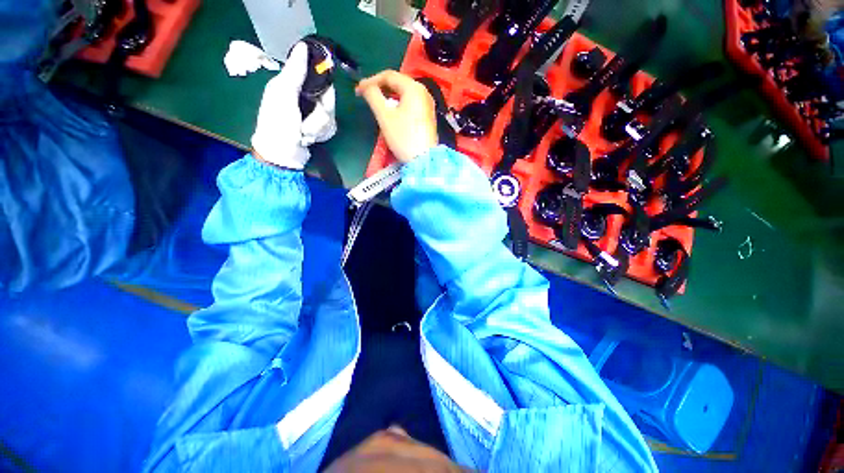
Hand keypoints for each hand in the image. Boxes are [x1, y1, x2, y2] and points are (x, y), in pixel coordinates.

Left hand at [251, 42, 336, 169]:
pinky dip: (320, 135)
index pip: (320, 78)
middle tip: (305, 124)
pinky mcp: (319, 128)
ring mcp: (313, 114)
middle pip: (329, 100)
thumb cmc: (278, 124)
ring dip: (318, 128)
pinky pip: (331, 128)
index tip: (321, 99)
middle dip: (319, 116)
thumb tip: (303, 46)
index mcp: (292, 85)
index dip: (324, 89)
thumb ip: (294, 72)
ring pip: (330, 116)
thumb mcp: (283, 95)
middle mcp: (305, 97)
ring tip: (304, 134)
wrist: (283, 155)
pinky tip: (309, 139)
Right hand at [356, 70, 437, 163]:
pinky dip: (399, 104)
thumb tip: (366, 87)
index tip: (358, 90)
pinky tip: (392, 112)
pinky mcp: (428, 116)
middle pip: (398, 83)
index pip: (389, 75)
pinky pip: (411, 103)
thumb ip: (373, 96)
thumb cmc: (404, 137)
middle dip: (380, 88)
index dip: (371, 80)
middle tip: (366, 96)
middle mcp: (423, 92)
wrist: (424, 160)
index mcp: (413, 88)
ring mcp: (427, 104)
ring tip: (377, 104)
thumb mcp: (385, 116)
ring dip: (389, 96)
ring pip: (404, 94)